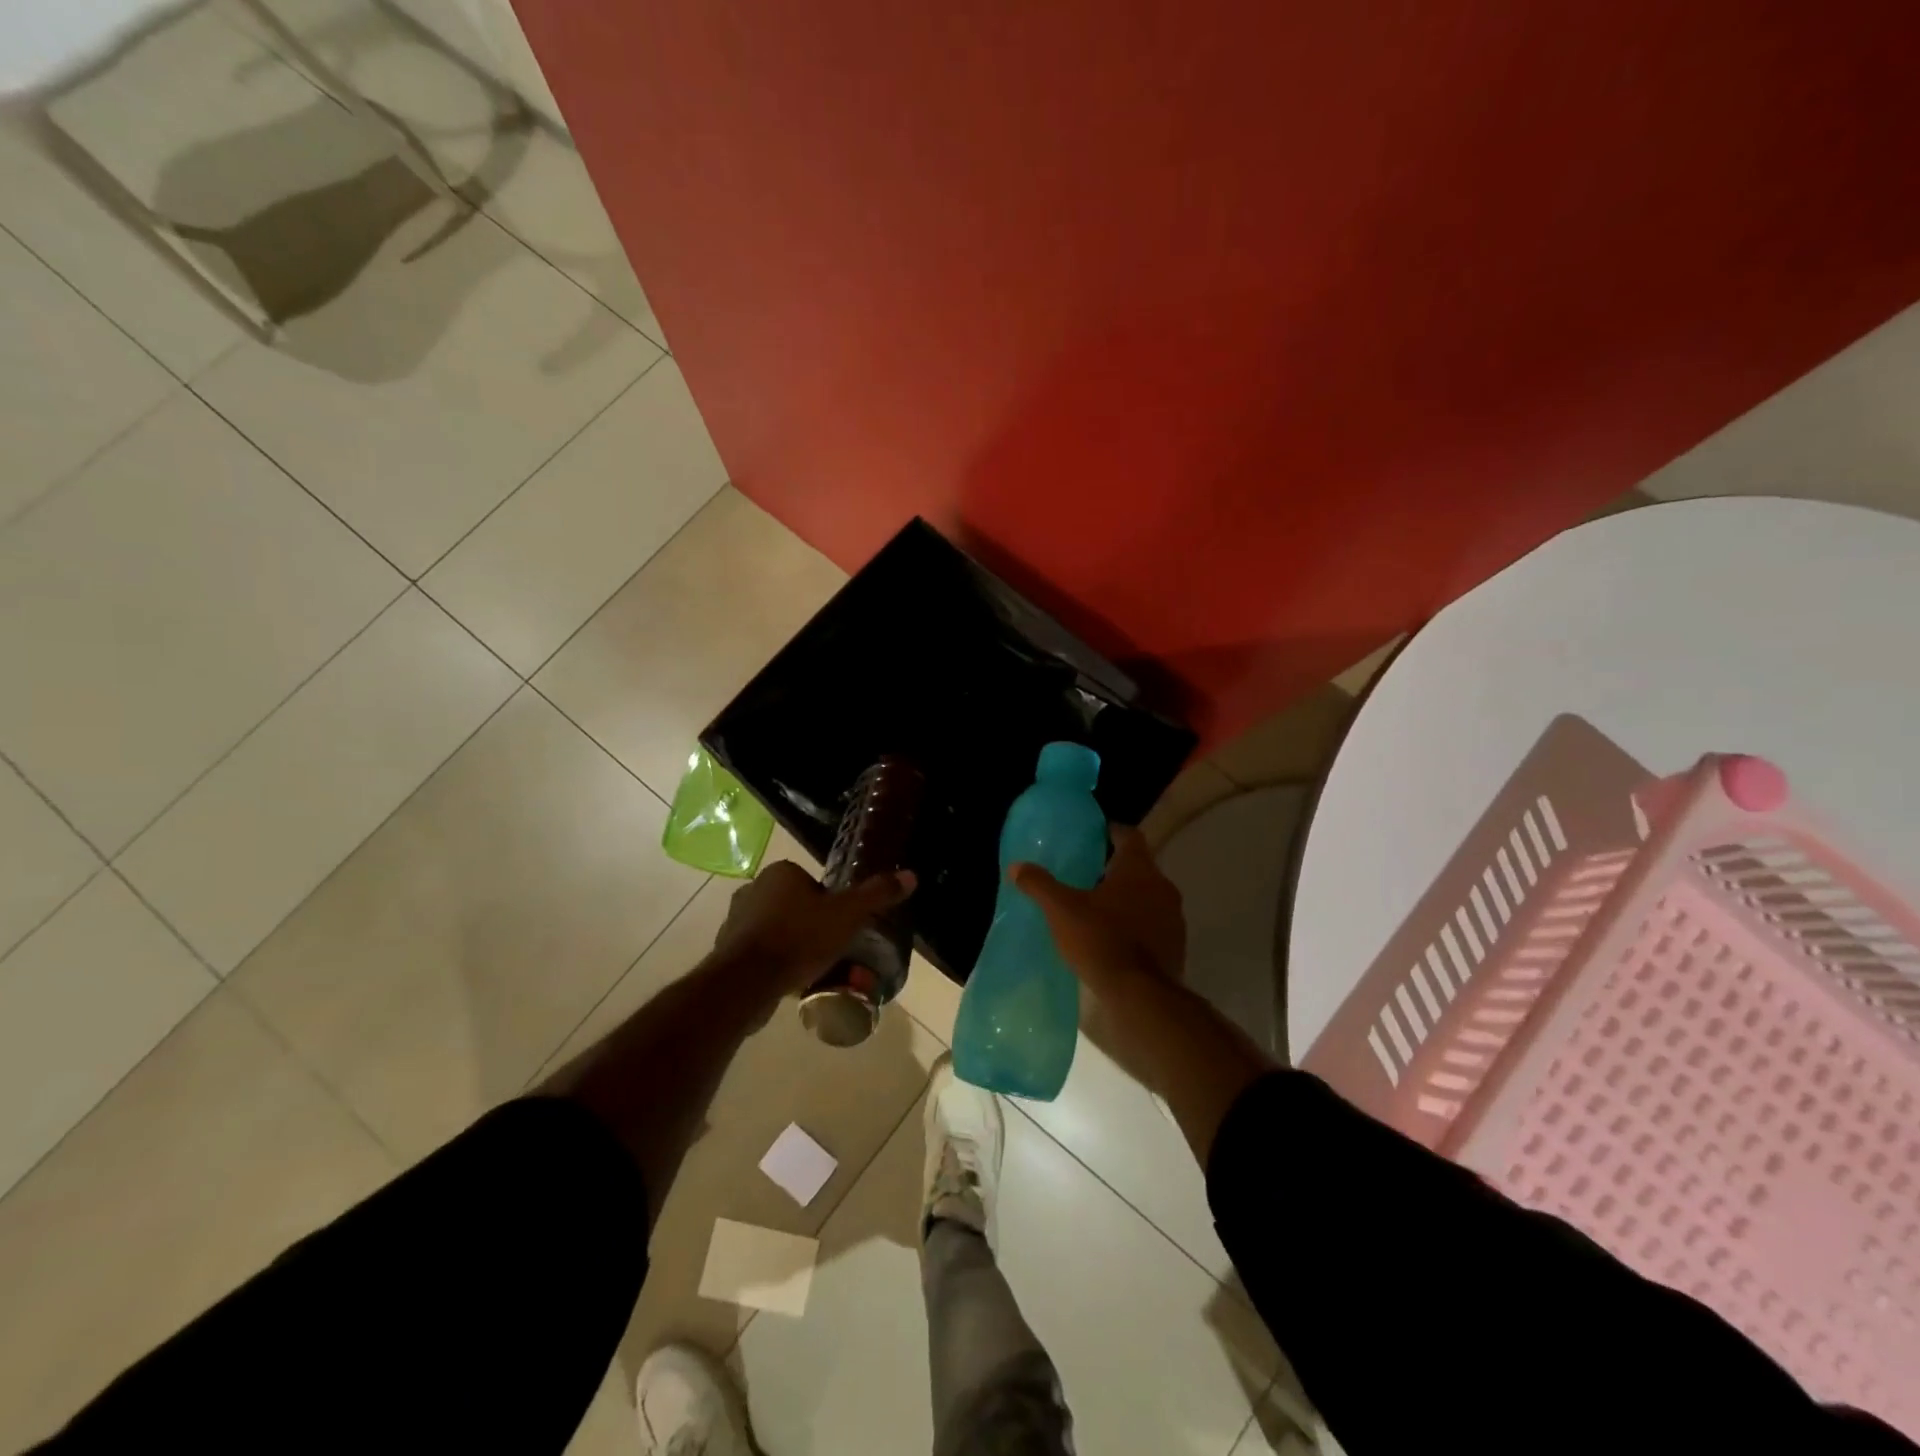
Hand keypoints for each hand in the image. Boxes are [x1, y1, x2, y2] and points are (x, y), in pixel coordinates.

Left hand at [710, 860, 915, 996]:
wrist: (747, 981)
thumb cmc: (800, 938)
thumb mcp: (847, 915)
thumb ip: (876, 895)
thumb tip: (910, 875)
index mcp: (781, 872)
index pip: (813, 883)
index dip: (830, 905)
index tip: (840, 927)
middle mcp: (753, 888)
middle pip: (795, 906)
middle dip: (811, 926)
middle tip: (830, 951)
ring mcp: (736, 920)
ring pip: (776, 929)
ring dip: (792, 945)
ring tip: (812, 970)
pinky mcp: (725, 950)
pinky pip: (760, 952)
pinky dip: (774, 963)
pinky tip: (789, 982)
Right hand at [1011, 826, 1184, 998]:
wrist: (1141, 995)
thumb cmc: (1101, 940)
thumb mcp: (1062, 910)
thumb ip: (1040, 885)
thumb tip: (1016, 866)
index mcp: (1138, 869)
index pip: (1130, 836)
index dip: (1112, 832)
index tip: (1096, 835)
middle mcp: (1162, 886)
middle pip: (1140, 867)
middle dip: (1116, 869)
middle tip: (1089, 875)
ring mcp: (1174, 916)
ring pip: (1149, 896)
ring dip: (1128, 898)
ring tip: (1099, 909)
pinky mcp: (1176, 945)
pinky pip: (1155, 923)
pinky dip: (1137, 924)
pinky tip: (1115, 938)